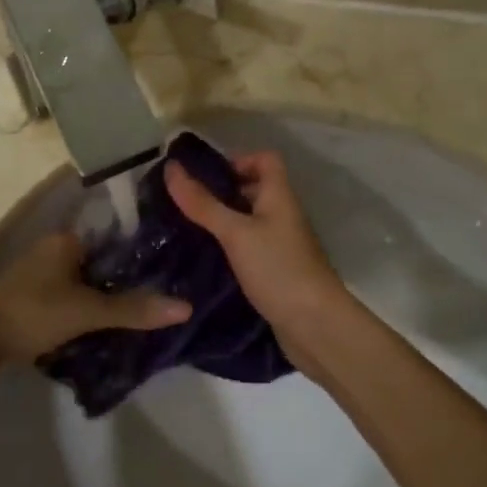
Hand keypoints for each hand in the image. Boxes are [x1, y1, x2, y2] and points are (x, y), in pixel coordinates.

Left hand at [0, 232, 188, 359]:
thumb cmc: (35, 312)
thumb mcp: (88, 311)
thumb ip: (134, 309)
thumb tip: (186, 307)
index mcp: (67, 240)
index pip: (115, 239)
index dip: (139, 256)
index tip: (166, 272)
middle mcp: (52, 248)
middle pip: (100, 261)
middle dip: (122, 279)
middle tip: (154, 298)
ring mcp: (39, 272)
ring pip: (83, 280)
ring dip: (102, 295)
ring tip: (135, 313)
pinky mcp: (30, 295)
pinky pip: (68, 294)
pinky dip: (84, 305)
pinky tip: (101, 323)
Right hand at [164, 151, 348, 355]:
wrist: (315, 326)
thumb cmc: (278, 269)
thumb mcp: (236, 233)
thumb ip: (203, 203)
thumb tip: (171, 167)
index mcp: (279, 196)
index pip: (265, 159)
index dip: (237, 159)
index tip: (204, 176)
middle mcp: (283, 215)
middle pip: (254, 189)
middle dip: (220, 192)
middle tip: (183, 202)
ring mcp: (281, 244)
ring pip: (249, 220)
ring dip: (222, 222)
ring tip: (185, 228)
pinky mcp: (275, 270)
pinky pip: (249, 247)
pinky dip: (229, 248)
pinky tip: (204, 258)